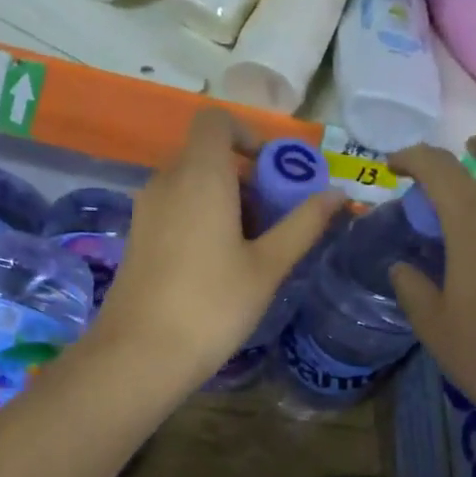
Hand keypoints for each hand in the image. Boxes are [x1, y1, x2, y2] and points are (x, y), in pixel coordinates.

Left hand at [93, 110, 342, 385]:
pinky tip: (219, 264)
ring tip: (253, 247)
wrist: (139, 355)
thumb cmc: (212, 306)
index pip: (216, 120)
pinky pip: (175, 206)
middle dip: (247, 177)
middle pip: (208, 154)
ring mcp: (146, 209)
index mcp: (199, 175)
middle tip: (275, 220)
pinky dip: (201, 216)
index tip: (275, 172)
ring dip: (226, 200)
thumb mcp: (267, 266)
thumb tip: (338, 193)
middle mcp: (166, 180)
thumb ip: (304, 224)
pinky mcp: (137, 236)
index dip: (248, 134)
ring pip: (192, 183)